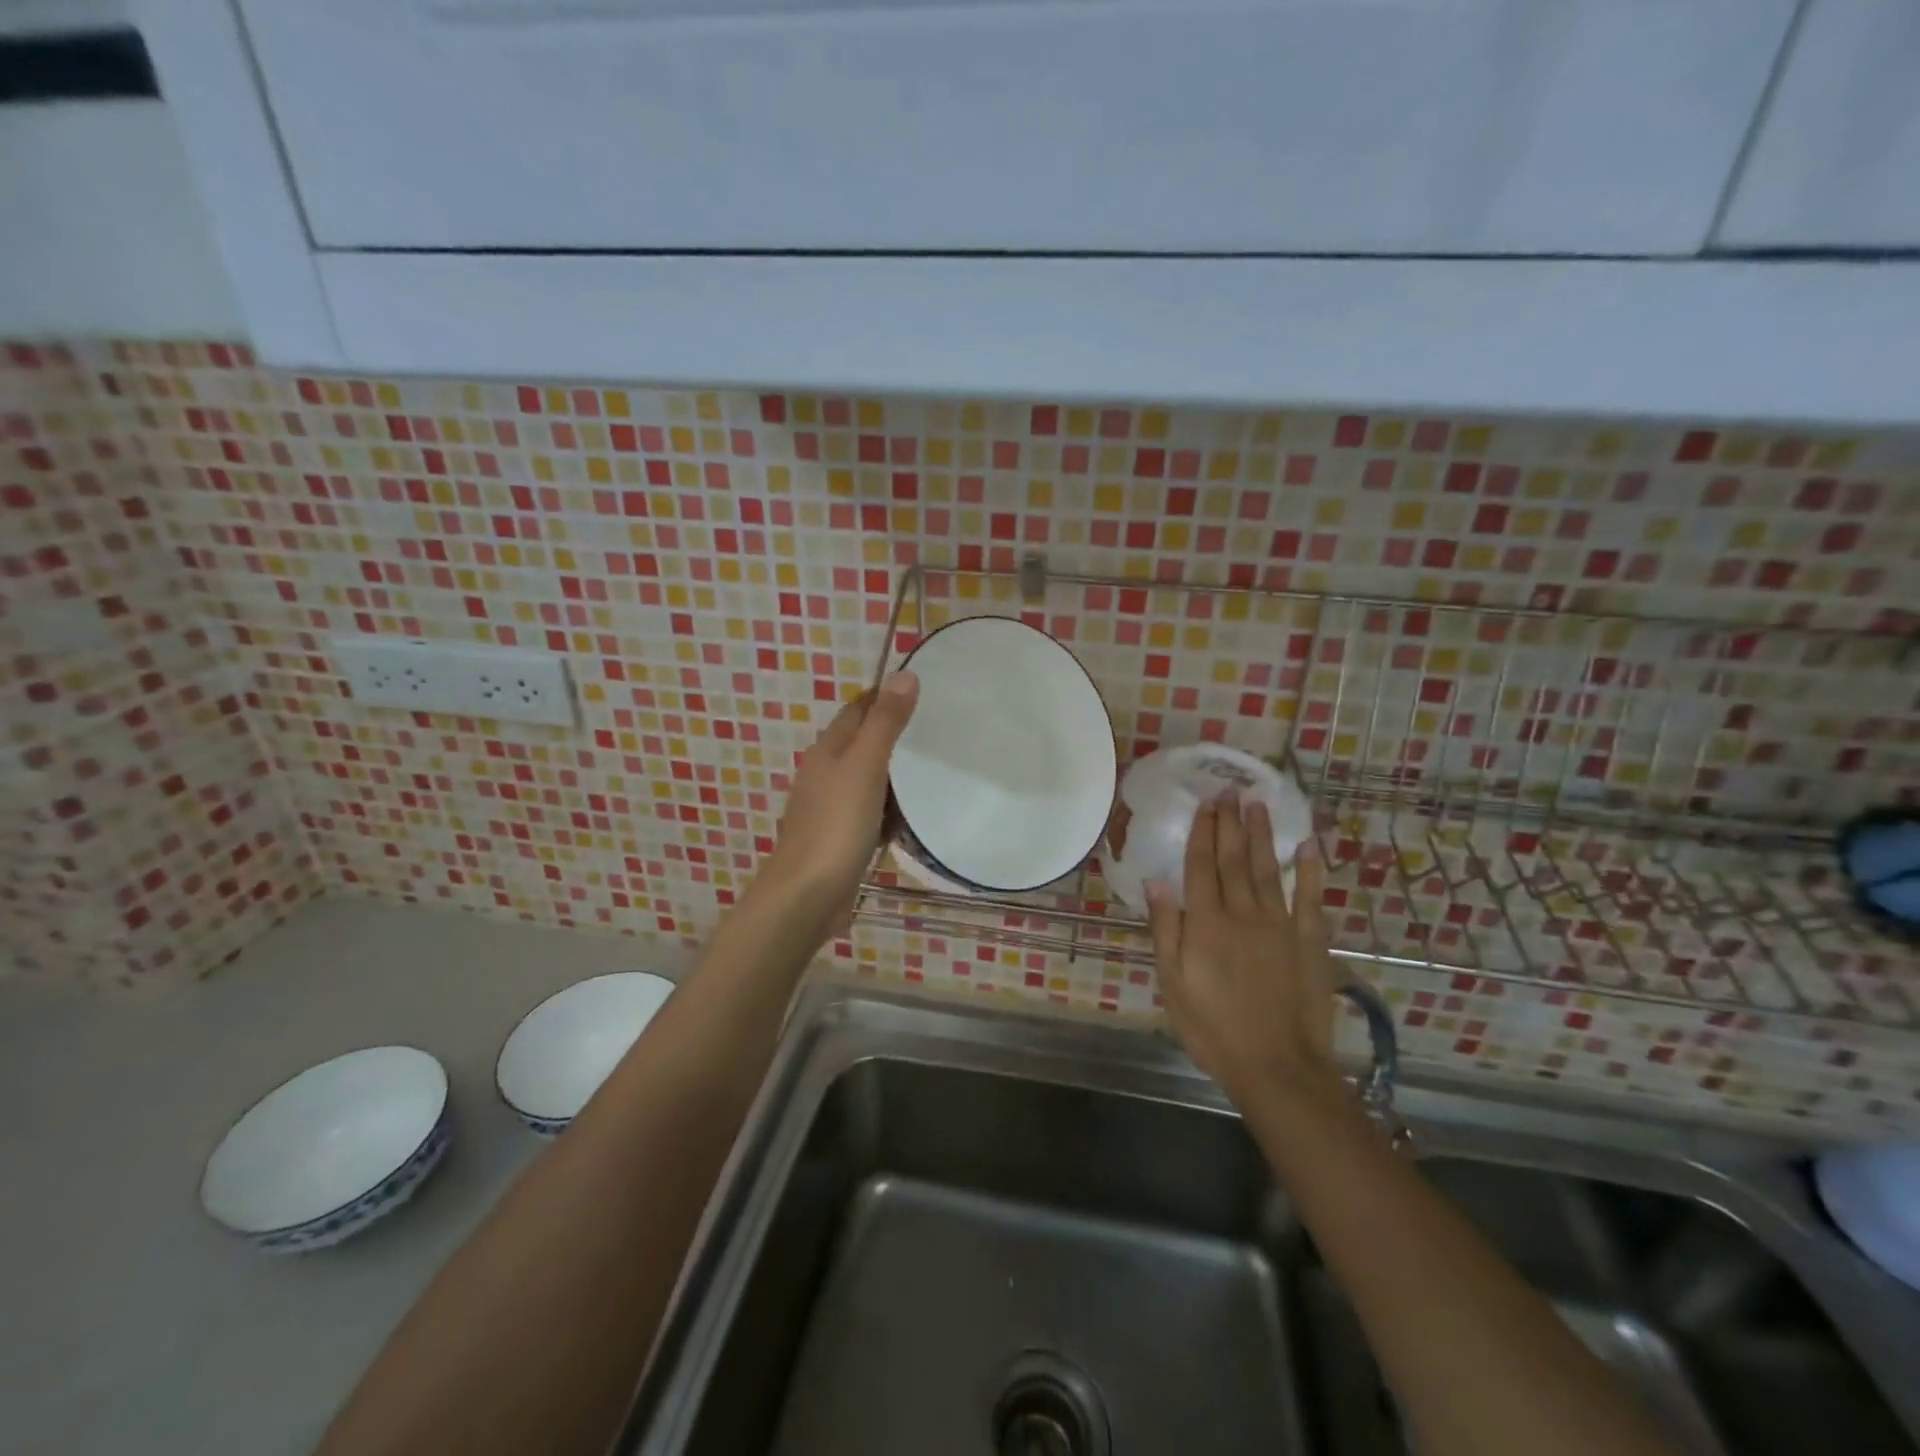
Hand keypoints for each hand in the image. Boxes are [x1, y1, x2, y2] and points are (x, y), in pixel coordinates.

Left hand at [760, 670, 918, 921]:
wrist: (807, 894)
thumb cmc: (836, 824)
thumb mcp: (865, 765)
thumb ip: (885, 722)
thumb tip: (904, 675)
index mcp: (828, 750)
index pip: (857, 710)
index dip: (884, 697)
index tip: (921, 691)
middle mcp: (825, 773)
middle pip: (862, 744)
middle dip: (894, 736)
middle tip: (937, 732)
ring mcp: (831, 808)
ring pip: (868, 780)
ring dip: (894, 776)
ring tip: (934, 772)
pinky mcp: (840, 838)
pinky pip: (870, 813)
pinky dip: (889, 810)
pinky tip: (910, 818)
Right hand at [1147, 795, 1341, 1107]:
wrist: (1277, 1067)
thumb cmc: (1213, 1028)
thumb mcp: (1173, 983)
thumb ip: (1166, 929)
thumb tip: (1156, 881)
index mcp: (1207, 923)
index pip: (1201, 865)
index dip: (1202, 831)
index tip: (1205, 802)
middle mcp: (1243, 913)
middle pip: (1234, 859)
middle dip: (1230, 822)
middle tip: (1230, 790)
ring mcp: (1280, 925)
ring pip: (1269, 869)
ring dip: (1262, 834)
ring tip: (1258, 804)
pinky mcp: (1309, 942)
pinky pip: (1310, 898)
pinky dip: (1310, 870)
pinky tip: (1308, 846)